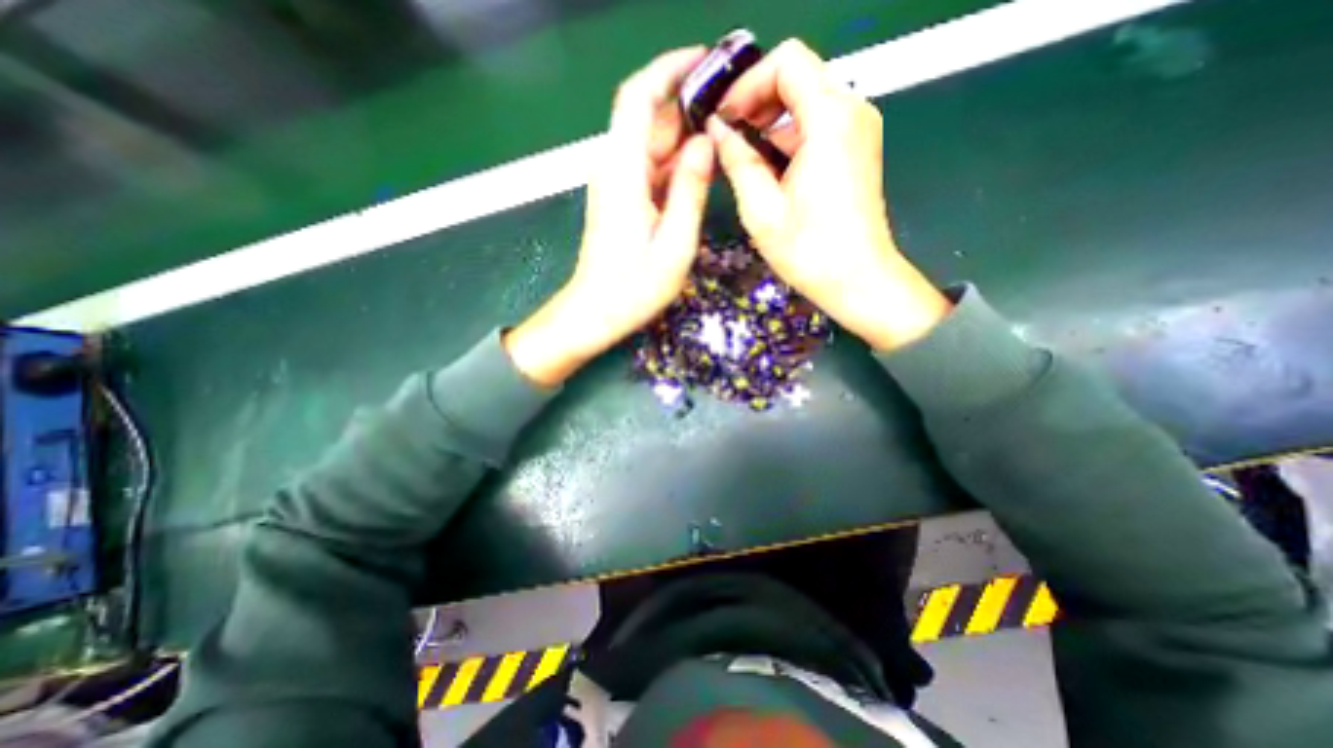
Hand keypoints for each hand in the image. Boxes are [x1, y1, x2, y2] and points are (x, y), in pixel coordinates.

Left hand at [505, 47, 719, 384]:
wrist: (596, 313)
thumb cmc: (634, 287)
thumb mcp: (675, 242)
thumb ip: (690, 189)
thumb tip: (705, 143)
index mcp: (623, 171)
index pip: (638, 97)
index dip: (669, 70)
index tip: (705, 62)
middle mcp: (614, 168)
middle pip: (647, 118)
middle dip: (686, 105)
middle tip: (730, 110)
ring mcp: (615, 184)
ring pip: (649, 143)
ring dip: (683, 136)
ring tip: (722, 139)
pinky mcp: (620, 199)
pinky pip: (648, 168)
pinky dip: (673, 163)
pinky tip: (698, 171)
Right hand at [708, 35, 945, 348]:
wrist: (858, 281)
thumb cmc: (809, 250)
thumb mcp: (761, 208)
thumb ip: (736, 160)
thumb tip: (717, 129)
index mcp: (830, 118)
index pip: (786, 61)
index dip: (748, 84)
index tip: (725, 120)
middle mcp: (852, 112)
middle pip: (797, 79)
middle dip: (756, 105)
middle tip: (728, 142)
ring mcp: (858, 131)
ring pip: (804, 106)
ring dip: (769, 129)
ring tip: (744, 166)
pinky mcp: (856, 151)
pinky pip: (816, 129)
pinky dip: (787, 143)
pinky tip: (769, 177)